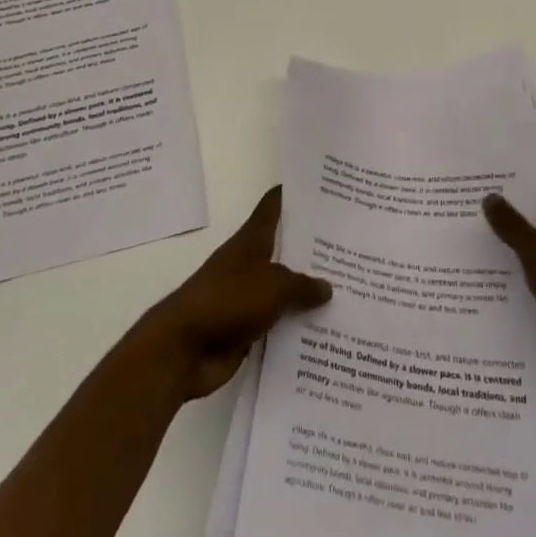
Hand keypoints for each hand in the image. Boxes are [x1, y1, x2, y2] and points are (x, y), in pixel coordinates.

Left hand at [130, 186, 330, 401]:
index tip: (324, 188)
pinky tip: (327, 332)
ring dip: (309, 293)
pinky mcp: (246, 328)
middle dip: (314, 248)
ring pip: (285, 289)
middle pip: (285, 249)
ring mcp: (248, 296)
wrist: (183, 348)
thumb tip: (327, 286)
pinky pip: (279, 323)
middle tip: (352, 244)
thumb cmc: (227, 301)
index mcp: (252, 240)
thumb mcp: (273, 286)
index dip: (294, 194)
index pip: (274, 206)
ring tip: (349, 291)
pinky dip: (297, 326)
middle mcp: (250, 263)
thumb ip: (302, 285)